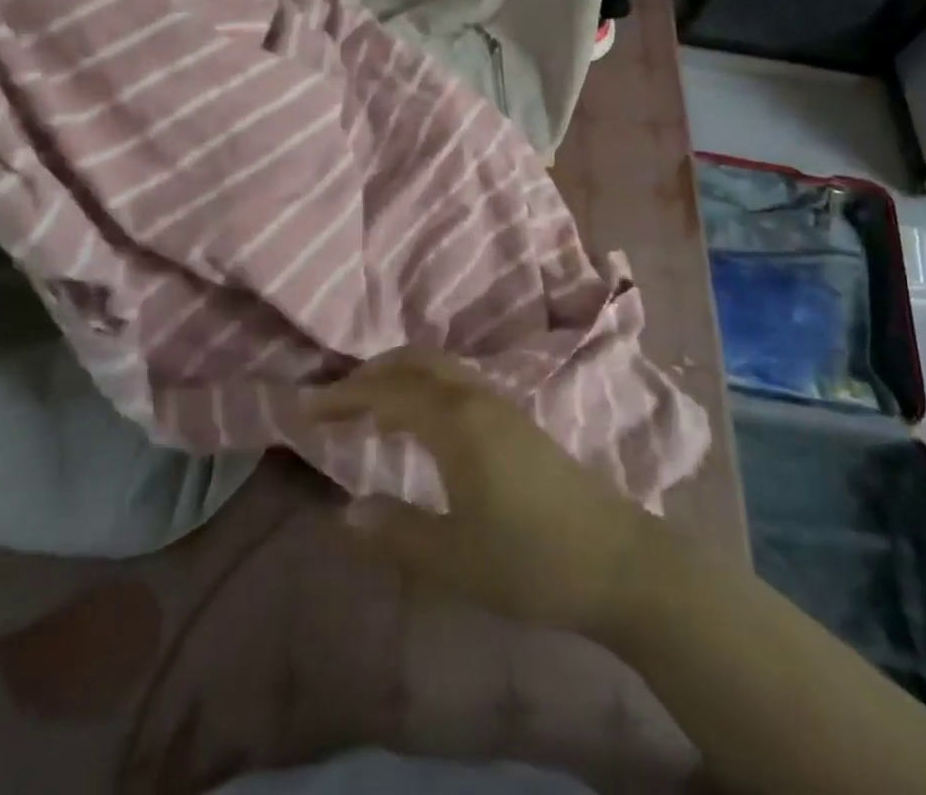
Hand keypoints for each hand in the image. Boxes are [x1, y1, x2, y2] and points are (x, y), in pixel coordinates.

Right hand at [305, 348, 658, 638]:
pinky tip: (421, 428)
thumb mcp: (454, 560)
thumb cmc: (531, 561)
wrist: (618, 561)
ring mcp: (502, 406)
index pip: (388, 392)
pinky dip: (425, 389)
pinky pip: (458, 385)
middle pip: (416, 363)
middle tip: (334, 402)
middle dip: (371, 374)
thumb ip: (395, 532)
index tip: (306, 409)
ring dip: (400, 378)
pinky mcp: (518, 421)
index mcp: (457, 423)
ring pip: (440, 370)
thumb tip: (342, 512)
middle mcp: (477, 399)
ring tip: (369, 413)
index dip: (344, 396)